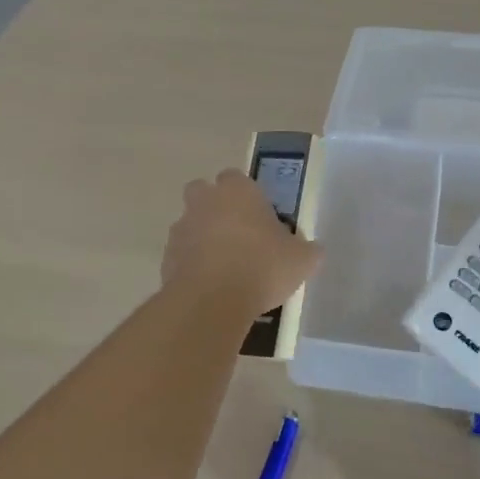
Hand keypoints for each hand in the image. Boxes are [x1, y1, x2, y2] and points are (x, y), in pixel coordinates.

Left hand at [161, 170, 322, 317]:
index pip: (236, 177)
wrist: (211, 301)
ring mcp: (181, 228)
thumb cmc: (261, 267)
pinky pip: (181, 254)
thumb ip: (307, 250)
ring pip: (189, 223)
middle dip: (214, 206)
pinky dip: (191, 264)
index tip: (259, 215)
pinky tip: (210, 286)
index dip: (246, 194)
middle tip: (237, 233)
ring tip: (224, 266)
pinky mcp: (166, 257)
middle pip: (203, 191)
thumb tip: (313, 249)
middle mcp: (204, 201)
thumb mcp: (301, 260)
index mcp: (237, 190)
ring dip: (201, 237)